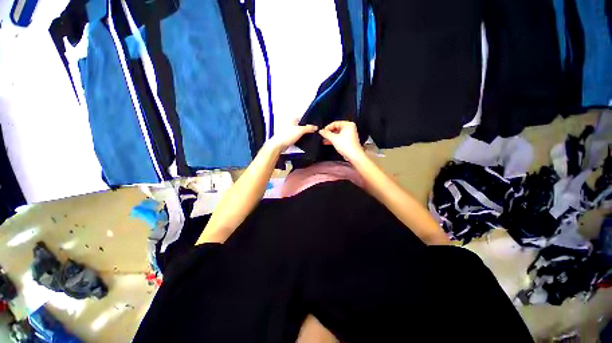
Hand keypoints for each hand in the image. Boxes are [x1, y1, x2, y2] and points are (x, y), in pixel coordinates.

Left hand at [267, 120, 317, 152]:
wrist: (279, 145)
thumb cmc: (286, 136)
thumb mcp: (300, 131)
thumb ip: (308, 128)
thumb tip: (315, 127)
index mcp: (292, 118)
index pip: (303, 117)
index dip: (309, 121)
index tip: (314, 125)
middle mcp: (290, 123)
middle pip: (301, 124)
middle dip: (307, 128)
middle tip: (313, 131)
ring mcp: (289, 129)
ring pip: (299, 130)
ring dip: (303, 133)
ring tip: (308, 135)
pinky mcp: (289, 135)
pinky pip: (297, 135)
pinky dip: (300, 137)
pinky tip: (303, 139)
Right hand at [318, 121, 364, 161]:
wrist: (354, 156)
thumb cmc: (346, 146)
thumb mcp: (334, 139)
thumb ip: (326, 134)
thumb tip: (321, 131)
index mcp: (348, 125)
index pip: (335, 123)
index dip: (328, 127)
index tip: (322, 132)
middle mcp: (350, 128)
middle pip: (336, 128)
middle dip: (329, 133)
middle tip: (323, 136)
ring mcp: (349, 134)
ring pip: (337, 134)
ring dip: (330, 137)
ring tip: (324, 140)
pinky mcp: (348, 140)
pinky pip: (339, 138)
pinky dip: (334, 140)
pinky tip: (328, 142)